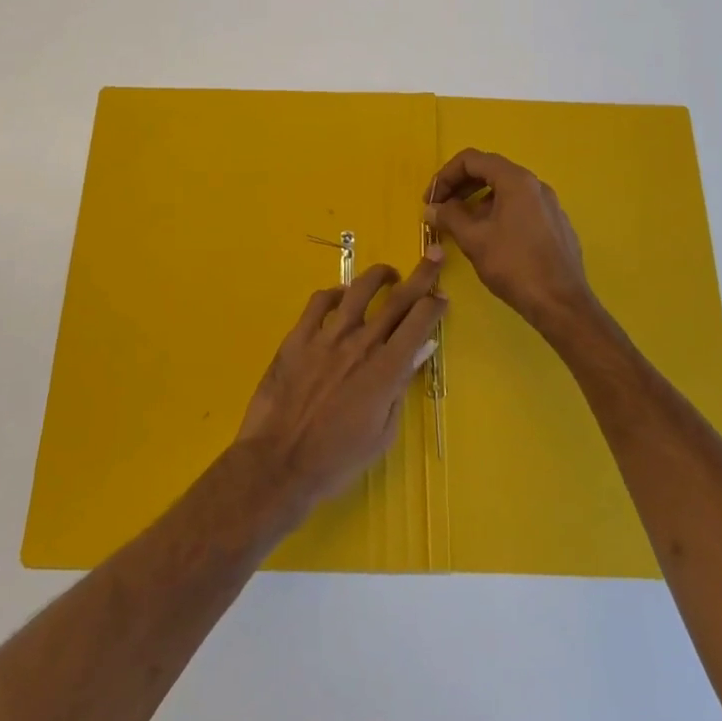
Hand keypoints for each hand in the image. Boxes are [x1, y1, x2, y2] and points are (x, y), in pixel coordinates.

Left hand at [235, 253, 446, 513]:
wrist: (279, 464)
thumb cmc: (336, 460)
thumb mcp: (382, 434)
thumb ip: (400, 388)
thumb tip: (418, 352)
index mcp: (385, 370)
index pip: (418, 323)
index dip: (434, 305)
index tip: (442, 297)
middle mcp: (360, 344)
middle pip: (397, 300)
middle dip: (421, 276)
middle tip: (434, 256)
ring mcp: (327, 337)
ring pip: (358, 291)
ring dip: (378, 276)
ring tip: (389, 274)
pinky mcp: (298, 338)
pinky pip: (319, 303)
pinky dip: (334, 293)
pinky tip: (340, 296)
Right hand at [425, 149, 598, 338]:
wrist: (561, 304)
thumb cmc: (514, 266)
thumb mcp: (474, 239)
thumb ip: (449, 217)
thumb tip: (431, 208)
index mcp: (516, 180)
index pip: (472, 159)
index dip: (445, 176)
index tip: (431, 200)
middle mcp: (536, 185)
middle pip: (490, 171)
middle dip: (461, 187)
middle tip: (441, 209)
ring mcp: (549, 205)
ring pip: (506, 191)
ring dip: (478, 201)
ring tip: (462, 226)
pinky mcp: (556, 225)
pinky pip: (521, 208)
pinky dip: (498, 213)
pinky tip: (491, 240)